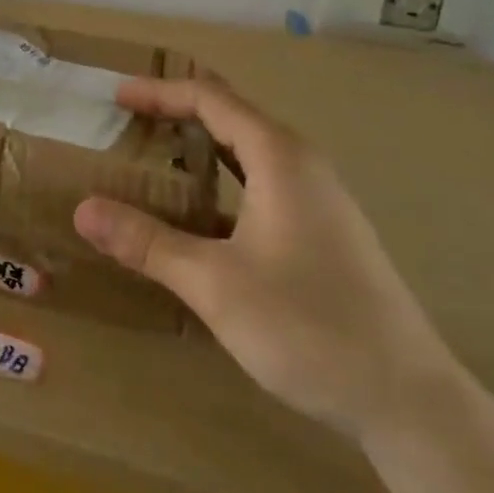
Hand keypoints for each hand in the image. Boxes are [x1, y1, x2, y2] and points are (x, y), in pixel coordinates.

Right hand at [73, 77, 458, 436]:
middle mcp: (302, 165)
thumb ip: (147, 243)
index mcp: (279, 157)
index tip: (116, 96)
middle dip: (178, 112)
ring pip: (249, 152)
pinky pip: (261, 184)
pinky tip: (199, 216)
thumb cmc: (309, 326)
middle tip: (129, 123)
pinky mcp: (324, 232)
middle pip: (232, 116)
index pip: (210, 99)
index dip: (160, 92)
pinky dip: (222, 182)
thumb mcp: (215, 283)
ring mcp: (318, 200)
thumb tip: (84, 210)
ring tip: (154, 160)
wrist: (409, 400)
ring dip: (201, 147)